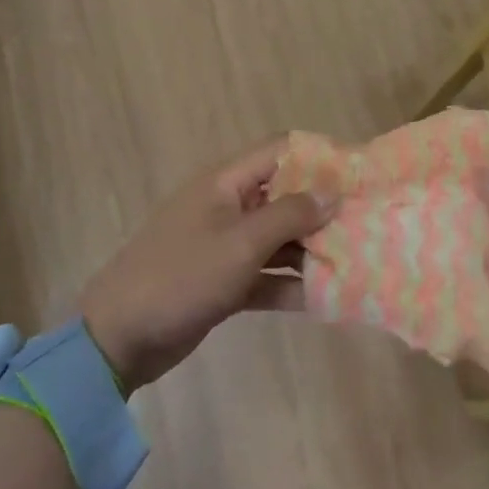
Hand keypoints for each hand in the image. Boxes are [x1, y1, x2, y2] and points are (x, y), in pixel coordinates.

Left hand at [82, 138, 336, 390]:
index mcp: (226, 183)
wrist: (119, 337)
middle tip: (368, 223)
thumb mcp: (240, 244)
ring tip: (358, 261)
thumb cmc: (181, 277)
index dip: (320, 158)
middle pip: (284, 196)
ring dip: (311, 251)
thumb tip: (332, 192)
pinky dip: (290, 284)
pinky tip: (327, 299)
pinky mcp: (223, 281)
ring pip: (278, 239)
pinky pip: (265, 275)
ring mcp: (224, 245)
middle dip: (323, 209)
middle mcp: (228, 206)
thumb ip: (289, 216)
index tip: (360, 174)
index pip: (280, 152)